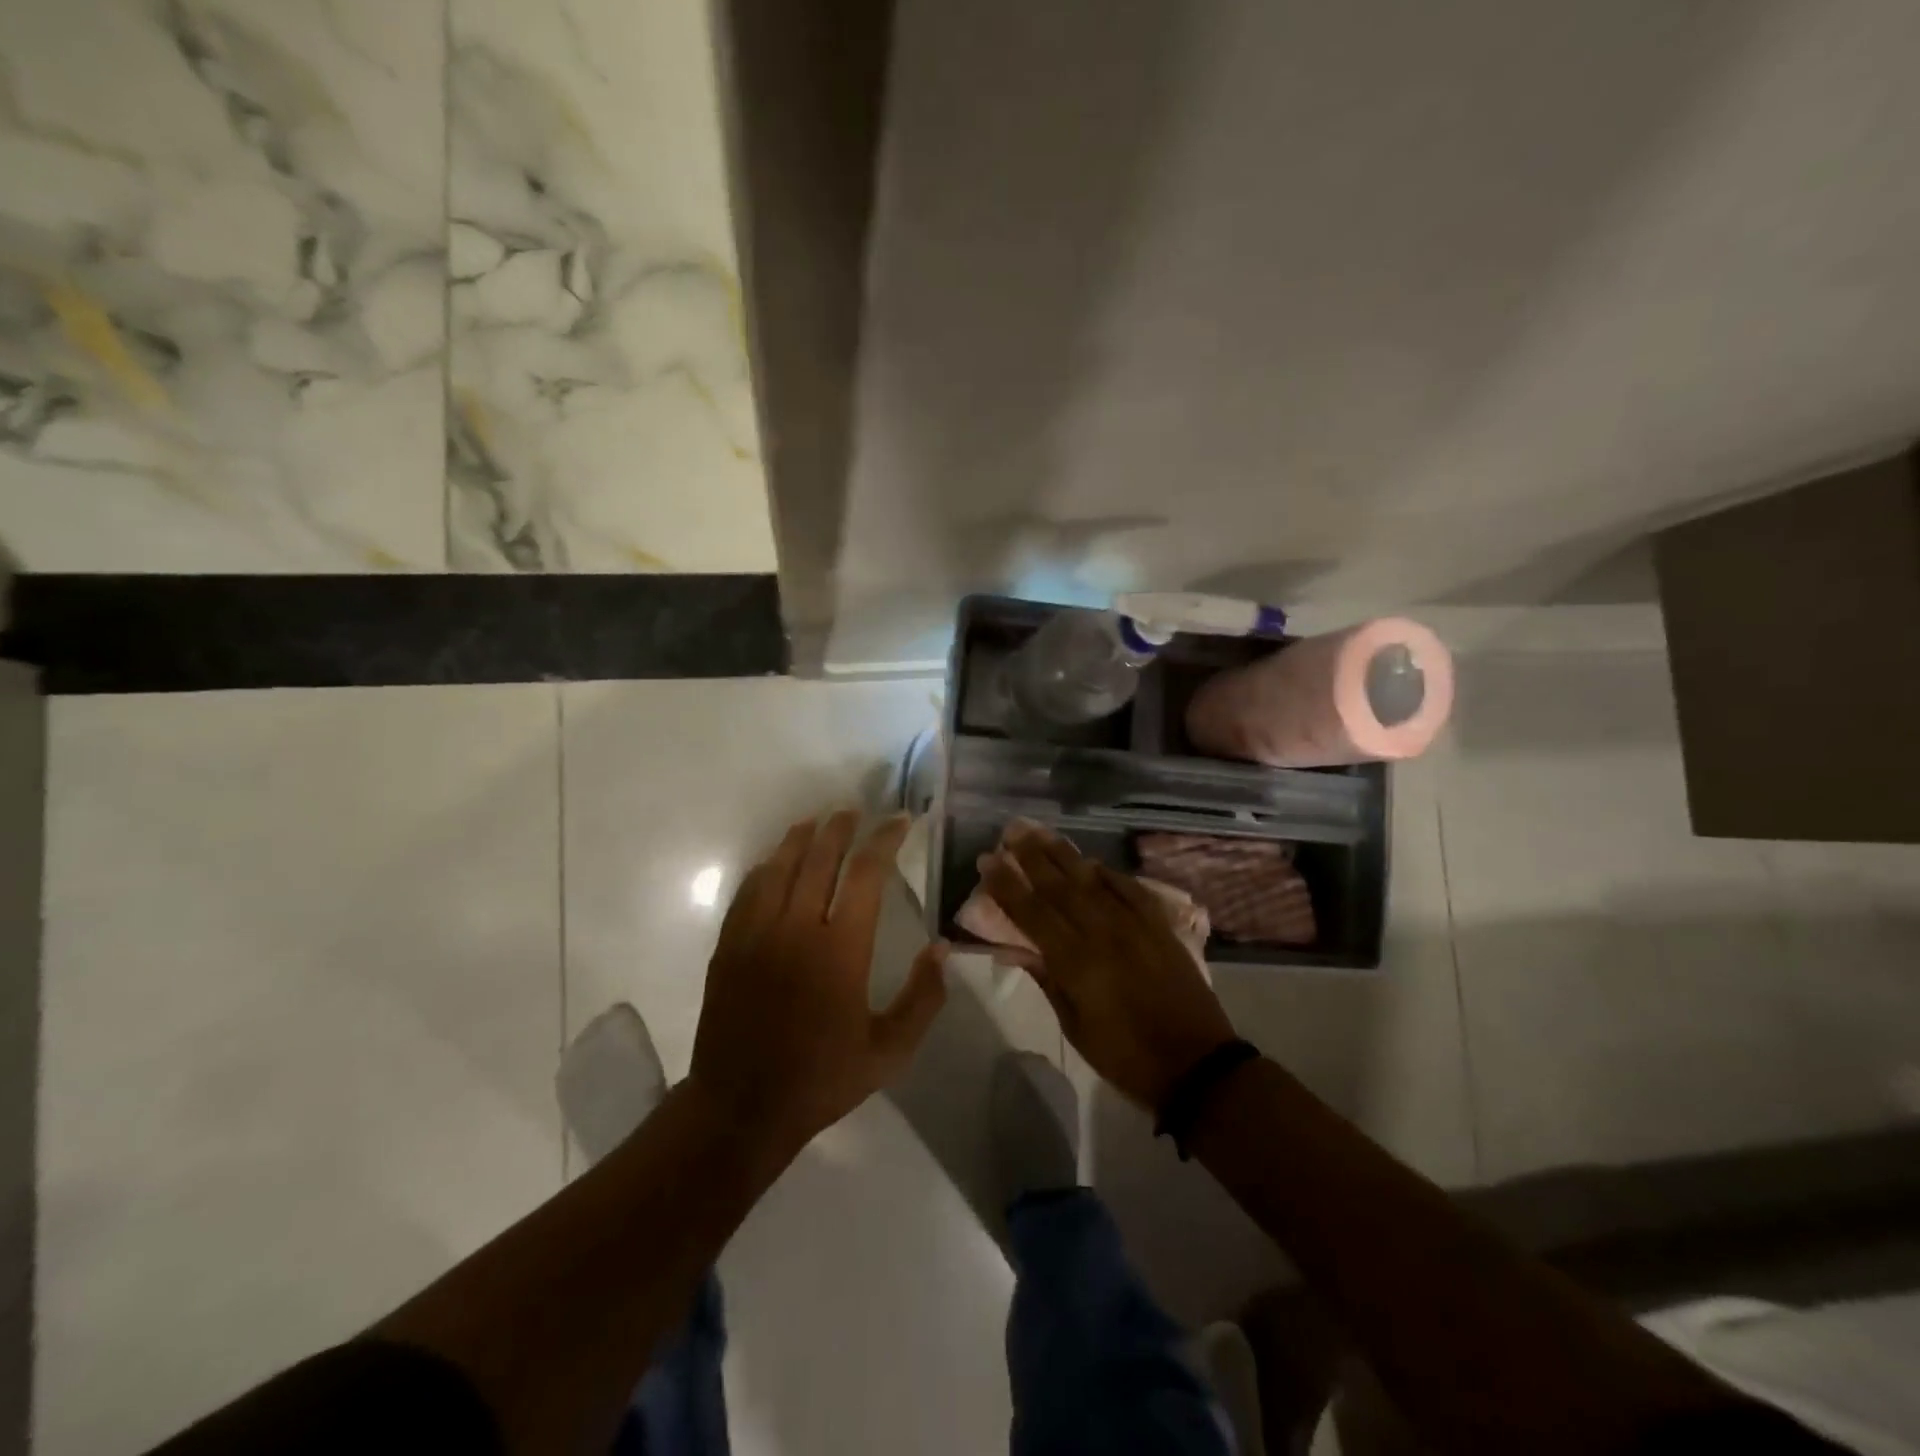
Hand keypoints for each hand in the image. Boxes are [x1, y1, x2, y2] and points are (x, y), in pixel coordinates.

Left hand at [689, 811, 948, 1155]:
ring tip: (818, 822)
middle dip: (841, 827)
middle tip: (855, 811)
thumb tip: (941, 949)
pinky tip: (776, 862)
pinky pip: (749, 889)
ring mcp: (756, 933)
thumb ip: (922, 999)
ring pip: (780, 865)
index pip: (866, 874)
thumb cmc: (821, 1079)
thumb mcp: (889, 1052)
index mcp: (840, 950)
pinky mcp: (729, 944)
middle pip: (819, 857)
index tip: (899, 821)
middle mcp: (797, 928)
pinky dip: (767, 866)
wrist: (740, 1108)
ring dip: (801, 837)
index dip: (885, 840)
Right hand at [981, 827, 1236, 1108]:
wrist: (1196, 1064)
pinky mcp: (1159, 927)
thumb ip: (1048, 981)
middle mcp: (1103, 933)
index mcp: (1076, 963)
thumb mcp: (1075, 1028)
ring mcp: (1134, 925)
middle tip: (1011, 832)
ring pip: (1092, 880)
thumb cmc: (1126, 1056)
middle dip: (1031, 857)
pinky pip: (1130, 889)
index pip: (1032, 913)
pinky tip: (1093, 862)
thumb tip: (1019, 948)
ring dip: (1064, 855)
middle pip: (1060, 887)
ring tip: (1042, 833)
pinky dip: (1109, 874)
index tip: (988, 861)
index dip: (1007, 886)